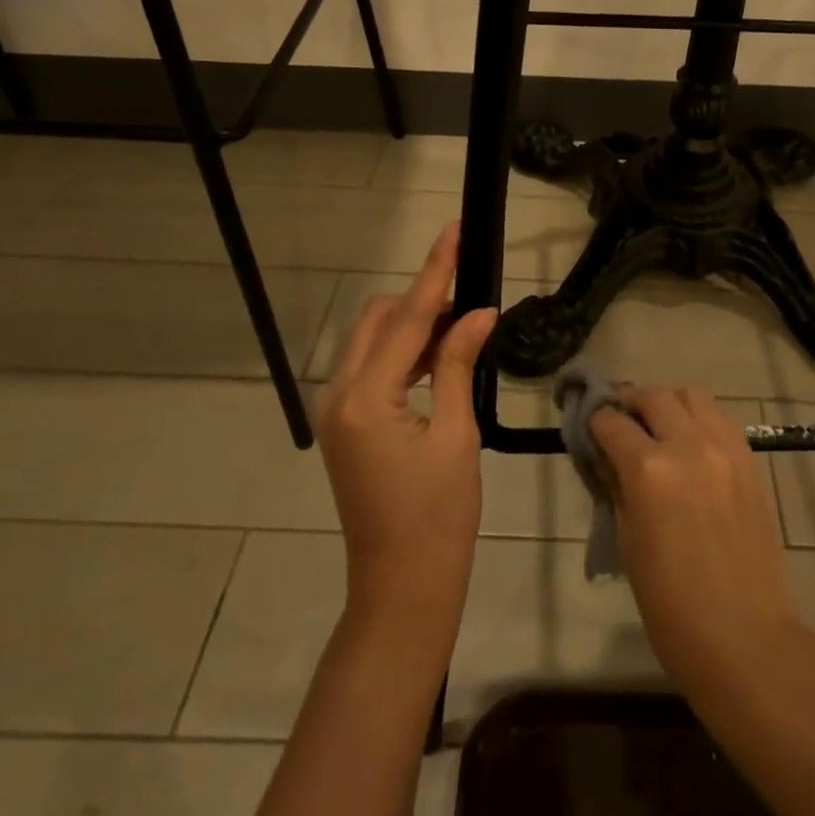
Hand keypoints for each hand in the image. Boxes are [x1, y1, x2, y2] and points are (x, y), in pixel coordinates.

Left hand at [316, 224, 496, 643]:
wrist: (404, 585)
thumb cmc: (439, 515)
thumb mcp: (456, 434)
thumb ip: (458, 365)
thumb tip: (478, 313)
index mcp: (365, 398)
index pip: (406, 318)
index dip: (434, 271)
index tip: (453, 230)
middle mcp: (339, 395)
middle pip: (377, 321)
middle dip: (421, 300)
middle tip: (470, 299)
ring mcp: (337, 412)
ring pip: (372, 343)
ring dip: (412, 328)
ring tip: (462, 327)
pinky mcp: (345, 426)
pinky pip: (371, 369)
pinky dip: (403, 355)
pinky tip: (438, 358)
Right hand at [590, 387, 802, 697]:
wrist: (743, 635)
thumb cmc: (670, 603)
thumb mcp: (628, 542)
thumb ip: (617, 487)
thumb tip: (607, 457)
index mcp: (649, 469)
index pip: (611, 422)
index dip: (595, 424)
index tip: (590, 432)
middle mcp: (688, 445)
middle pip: (652, 395)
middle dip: (629, 402)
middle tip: (620, 421)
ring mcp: (725, 449)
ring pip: (692, 395)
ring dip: (668, 403)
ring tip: (659, 427)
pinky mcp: (749, 460)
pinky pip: (720, 418)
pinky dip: (700, 419)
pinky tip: (692, 444)